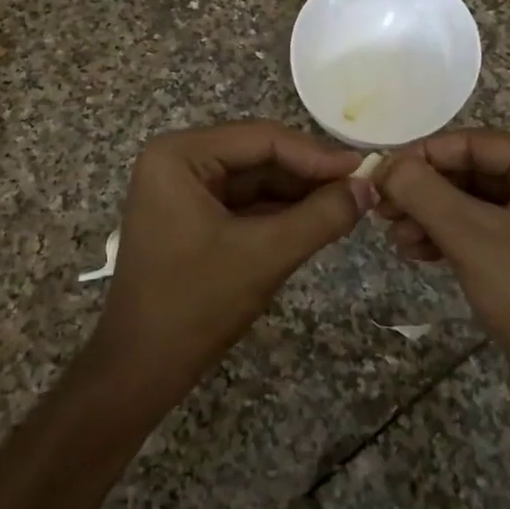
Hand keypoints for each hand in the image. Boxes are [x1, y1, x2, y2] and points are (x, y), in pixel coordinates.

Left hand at [89, 121, 371, 405]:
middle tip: (361, 185)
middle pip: (257, 156)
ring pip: (254, 180)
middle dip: (309, 174)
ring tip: (349, 202)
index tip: (364, 168)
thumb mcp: (265, 255)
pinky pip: (243, 203)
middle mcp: (177, 161)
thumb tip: (369, 187)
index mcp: (179, 155)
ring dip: (298, 193)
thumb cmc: (195, 304)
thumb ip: (321, 217)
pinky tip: (317, 218)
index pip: (261, 139)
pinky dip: (279, 212)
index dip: (316, 154)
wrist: (140, 369)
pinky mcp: (190, 217)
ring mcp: (181, 189)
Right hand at [376, 131, 509, 399]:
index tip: (380, 172)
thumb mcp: (471, 236)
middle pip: (472, 172)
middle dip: (425, 192)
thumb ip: (423, 191)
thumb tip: (383, 163)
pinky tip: (416, 251)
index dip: (423, 156)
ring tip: (396, 237)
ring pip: (472, 202)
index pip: (475, 144)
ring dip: (430, 216)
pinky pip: (482, 228)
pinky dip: (448, 236)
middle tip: (382, 208)